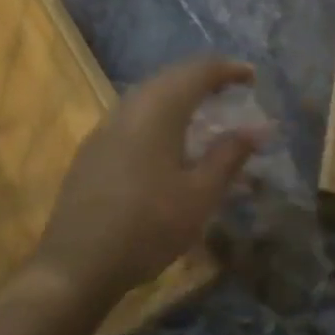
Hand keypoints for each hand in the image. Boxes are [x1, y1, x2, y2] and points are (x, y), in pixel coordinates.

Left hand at [30, 56, 265, 307]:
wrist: (76, 265)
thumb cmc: (148, 226)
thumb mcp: (200, 195)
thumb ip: (229, 155)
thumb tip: (257, 128)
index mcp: (158, 109)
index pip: (198, 71)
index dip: (228, 69)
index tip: (253, 77)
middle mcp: (129, 106)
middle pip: (172, 77)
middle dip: (204, 79)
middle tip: (233, 91)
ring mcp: (106, 127)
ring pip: (150, 95)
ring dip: (181, 96)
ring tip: (206, 114)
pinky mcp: (94, 149)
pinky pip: (135, 116)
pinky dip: (161, 116)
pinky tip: (170, 142)